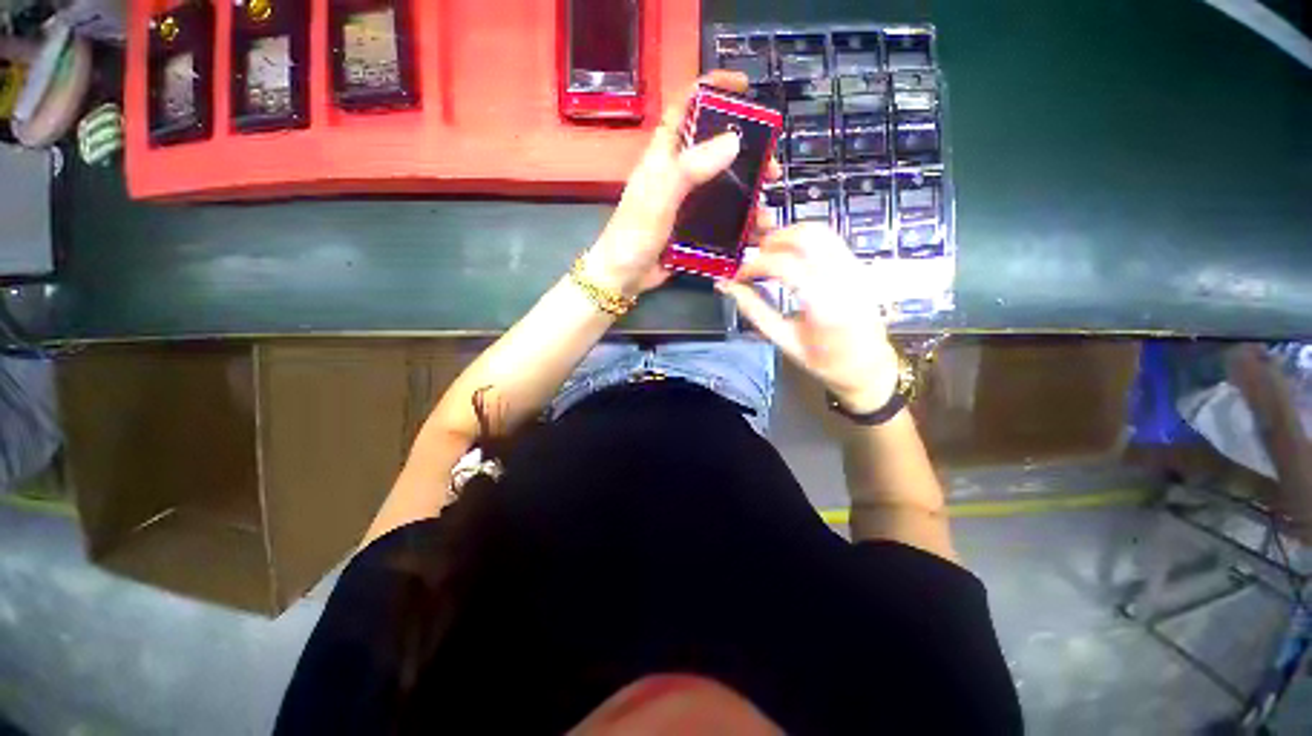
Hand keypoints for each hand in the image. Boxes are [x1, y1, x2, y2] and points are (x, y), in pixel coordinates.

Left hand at [584, 70, 779, 296]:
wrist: (623, 277)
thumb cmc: (634, 234)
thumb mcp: (659, 197)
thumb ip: (690, 169)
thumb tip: (733, 140)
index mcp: (664, 156)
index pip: (687, 107)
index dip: (713, 89)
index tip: (744, 88)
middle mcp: (678, 175)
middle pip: (717, 152)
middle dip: (749, 156)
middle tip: (772, 171)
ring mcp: (687, 204)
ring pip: (725, 190)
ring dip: (749, 199)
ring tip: (767, 216)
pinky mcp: (692, 230)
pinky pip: (722, 222)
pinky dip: (740, 227)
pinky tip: (754, 237)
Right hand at [716, 223, 899, 412]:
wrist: (868, 366)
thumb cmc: (825, 361)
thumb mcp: (784, 341)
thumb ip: (755, 311)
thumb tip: (729, 287)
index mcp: (824, 305)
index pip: (784, 265)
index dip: (754, 265)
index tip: (739, 277)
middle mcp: (844, 279)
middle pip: (805, 236)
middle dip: (771, 242)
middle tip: (755, 263)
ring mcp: (855, 268)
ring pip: (819, 230)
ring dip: (788, 236)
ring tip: (770, 256)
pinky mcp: (858, 265)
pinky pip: (828, 239)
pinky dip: (803, 240)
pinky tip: (790, 257)